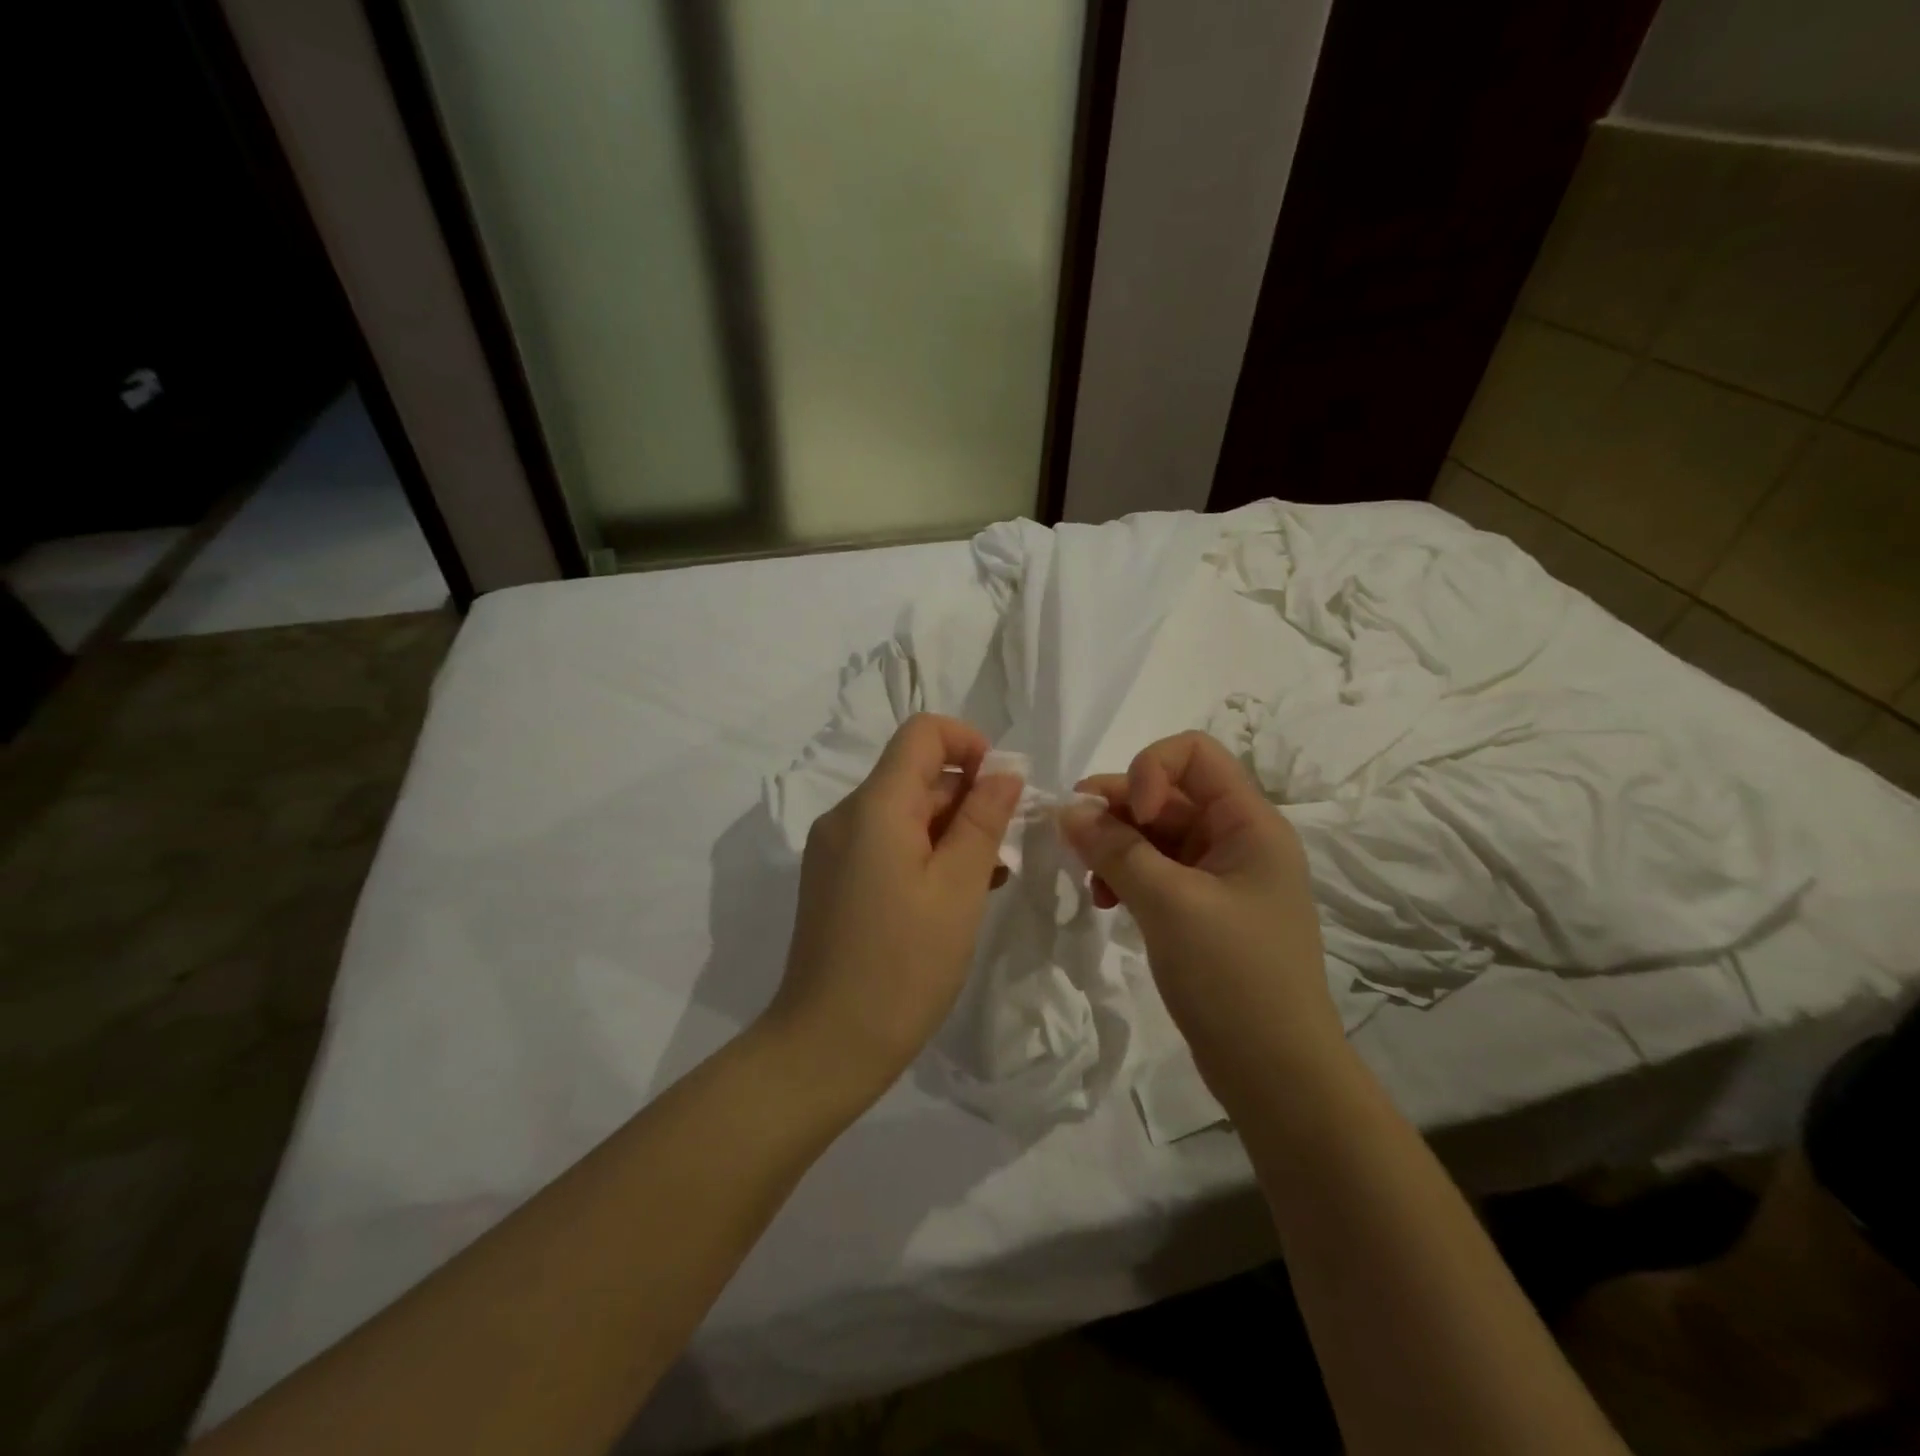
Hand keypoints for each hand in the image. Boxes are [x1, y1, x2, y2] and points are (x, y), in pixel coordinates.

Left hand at [766, 714, 1022, 1108]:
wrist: (827, 1045)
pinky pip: (886, 844)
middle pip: (915, 775)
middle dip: (967, 796)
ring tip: (989, 876)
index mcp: (873, 807)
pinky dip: (925, 853)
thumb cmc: (903, 966)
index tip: (1002, 789)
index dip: (969, 744)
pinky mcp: (834, 879)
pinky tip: (957, 893)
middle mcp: (846, 816)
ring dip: (951, 830)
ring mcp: (835, 849)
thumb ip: (983, 820)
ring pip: (904, 812)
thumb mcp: (958, 889)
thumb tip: (1003, 772)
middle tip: (1005, 848)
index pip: (922, 733)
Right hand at [1061, 731, 1340, 1105]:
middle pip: (1168, 792)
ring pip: (1155, 833)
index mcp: (1250, 823)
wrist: (1276, 1074)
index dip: (1149, 770)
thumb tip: (1068, 809)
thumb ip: (1116, 850)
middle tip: (1073, 838)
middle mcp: (1237, 838)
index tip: (1128, 817)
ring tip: (1091, 880)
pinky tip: (1105, 900)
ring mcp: (1220, 875)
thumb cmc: (1233, 978)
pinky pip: (1156, 869)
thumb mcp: (1170, 905)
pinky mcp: (1202, 908)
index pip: (1193, 754)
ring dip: (1115, 844)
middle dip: (1117, 809)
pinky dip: (1126, 874)